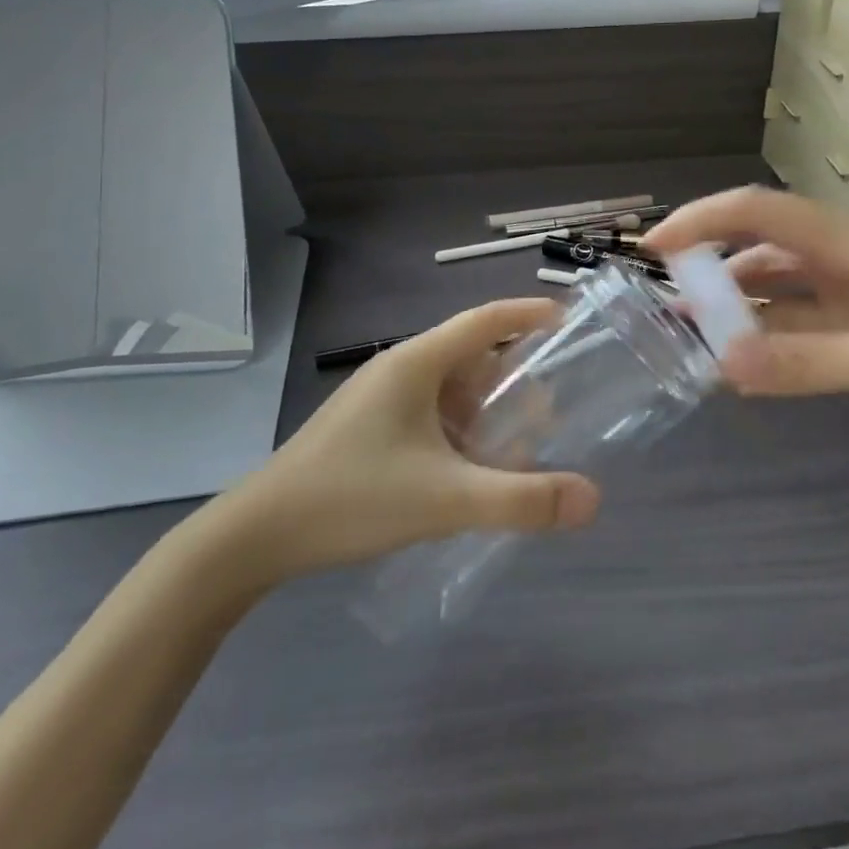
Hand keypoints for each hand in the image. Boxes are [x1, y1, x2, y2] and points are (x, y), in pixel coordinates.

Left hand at [210, 299, 601, 586]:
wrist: (256, 534)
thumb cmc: (353, 498)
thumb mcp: (446, 500)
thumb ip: (522, 500)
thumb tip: (592, 499)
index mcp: (417, 363)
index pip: (485, 319)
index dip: (529, 313)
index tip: (570, 320)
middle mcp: (399, 368)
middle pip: (471, 355)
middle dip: (514, 378)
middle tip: (552, 409)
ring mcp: (379, 397)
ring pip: (449, 388)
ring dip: (485, 409)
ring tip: (518, 446)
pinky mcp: (367, 426)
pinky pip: (428, 413)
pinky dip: (459, 430)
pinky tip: (470, 470)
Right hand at [645, 188, 848, 451]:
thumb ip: (805, 362)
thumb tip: (720, 363)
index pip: (762, 212)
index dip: (703, 220)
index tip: (654, 247)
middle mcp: (848, 258)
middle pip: (763, 243)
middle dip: (710, 261)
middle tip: (664, 296)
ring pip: (778, 285)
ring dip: (736, 302)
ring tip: (693, 331)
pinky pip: (801, 322)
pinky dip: (768, 335)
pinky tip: (745, 360)